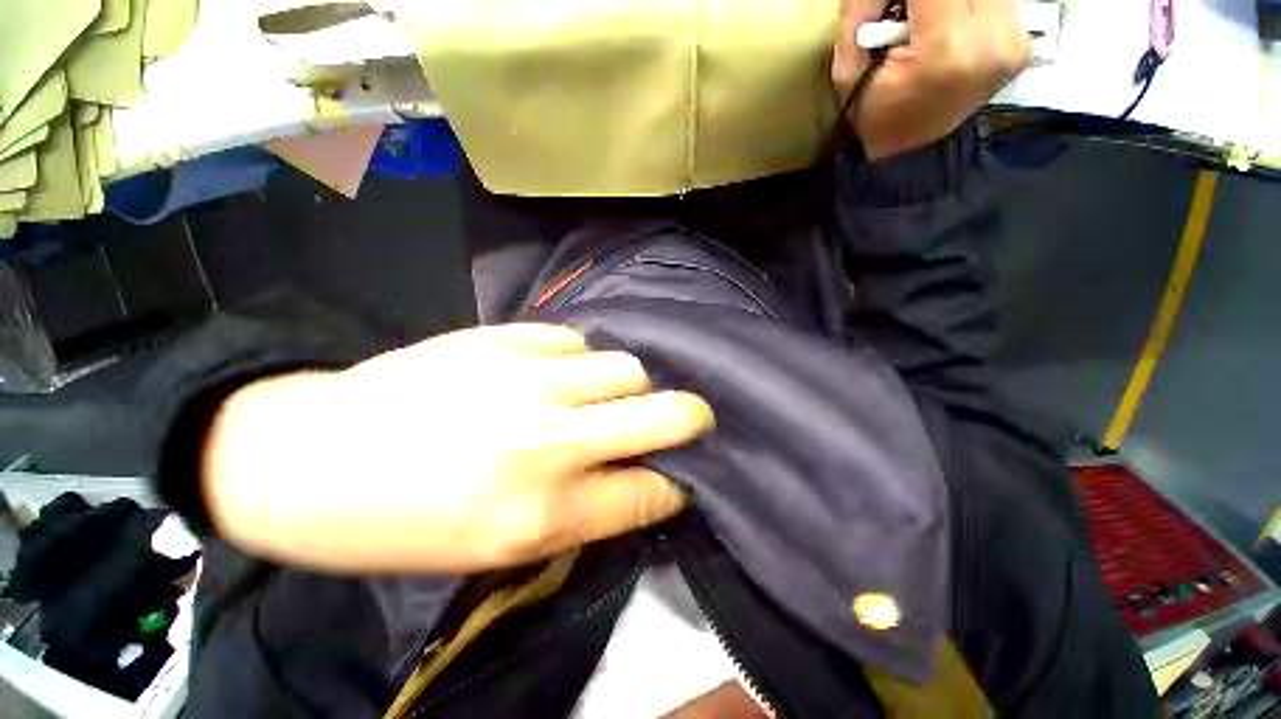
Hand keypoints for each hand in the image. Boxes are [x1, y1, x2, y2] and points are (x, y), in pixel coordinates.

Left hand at [202, 324, 712, 573]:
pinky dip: (577, 360)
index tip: (682, 474)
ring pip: (625, 366)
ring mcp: (526, 380)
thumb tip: (636, 477)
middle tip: (693, 418)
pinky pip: (574, 341)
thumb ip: (582, 511)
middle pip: (661, 414)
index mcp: (543, 514)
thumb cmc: (405, 525)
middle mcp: (549, 441)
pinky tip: (553, 371)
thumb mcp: (499, 551)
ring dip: (626, 385)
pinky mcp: (502, 338)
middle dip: (691, 418)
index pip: (651, 492)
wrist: (309, 458)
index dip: (677, 483)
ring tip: (602, 395)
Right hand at [832, 0, 1030, 158]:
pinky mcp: (1022, 44)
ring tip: (928, 20)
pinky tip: (950, 24)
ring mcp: (1014, 42)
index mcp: (946, 46)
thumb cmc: (872, 118)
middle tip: (910, 14)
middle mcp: (993, 38)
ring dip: (950, 0)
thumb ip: (862, 6)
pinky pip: (998, 2)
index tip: (894, 8)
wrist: (907, 154)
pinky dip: (968, 6)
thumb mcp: (849, 68)